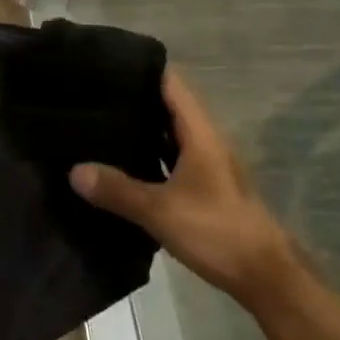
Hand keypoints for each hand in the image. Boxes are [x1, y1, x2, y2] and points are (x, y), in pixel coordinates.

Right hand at [70, 69, 291, 299]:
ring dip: (141, 127)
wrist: (266, 277)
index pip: (170, 82)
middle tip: (92, 93)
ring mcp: (207, 164)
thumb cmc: (217, 231)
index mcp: (199, 132)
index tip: (106, 62)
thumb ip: (117, 189)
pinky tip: (123, 163)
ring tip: (99, 122)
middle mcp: (205, 140)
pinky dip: (149, 154)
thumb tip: (73, 170)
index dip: (141, 68)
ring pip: (169, 133)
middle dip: (134, 97)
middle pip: (167, 105)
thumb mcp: (160, 210)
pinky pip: (171, 158)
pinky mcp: (205, 188)